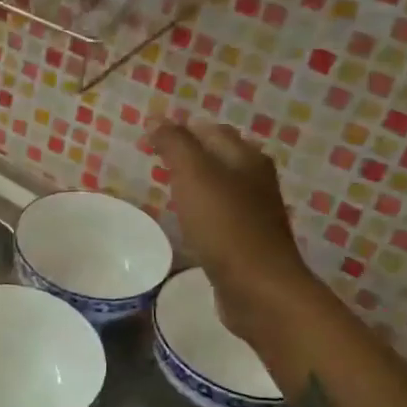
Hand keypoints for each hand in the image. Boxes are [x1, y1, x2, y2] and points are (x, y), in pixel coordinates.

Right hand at [149, 120, 310, 334]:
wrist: (259, 288)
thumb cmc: (225, 226)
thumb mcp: (194, 176)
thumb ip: (174, 144)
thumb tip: (157, 118)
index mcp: (246, 158)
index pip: (210, 130)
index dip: (179, 129)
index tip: (147, 138)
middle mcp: (255, 180)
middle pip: (219, 156)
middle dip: (189, 153)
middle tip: (154, 159)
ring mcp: (254, 212)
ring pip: (220, 186)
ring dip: (196, 182)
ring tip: (166, 187)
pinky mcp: (247, 241)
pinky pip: (220, 215)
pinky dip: (202, 210)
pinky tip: (187, 221)